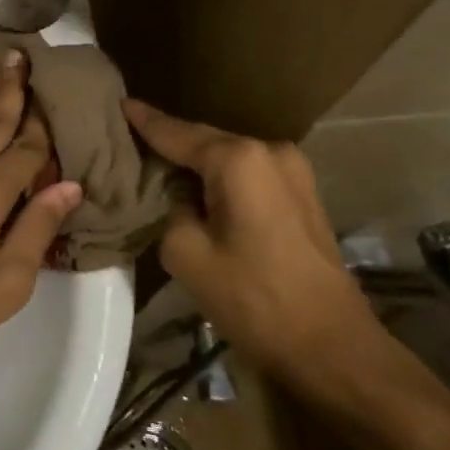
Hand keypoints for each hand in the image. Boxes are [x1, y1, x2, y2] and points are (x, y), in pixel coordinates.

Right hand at [122, 98, 378, 381]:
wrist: (332, 346)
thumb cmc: (253, 299)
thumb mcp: (186, 253)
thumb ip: (168, 208)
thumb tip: (174, 194)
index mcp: (237, 159)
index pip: (176, 133)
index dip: (144, 121)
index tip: (117, 103)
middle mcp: (268, 150)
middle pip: (205, 140)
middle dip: (169, 140)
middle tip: (128, 137)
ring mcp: (293, 170)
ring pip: (228, 157)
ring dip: (195, 162)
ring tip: (155, 162)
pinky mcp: (302, 193)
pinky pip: (248, 174)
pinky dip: (219, 177)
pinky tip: (196, 185)